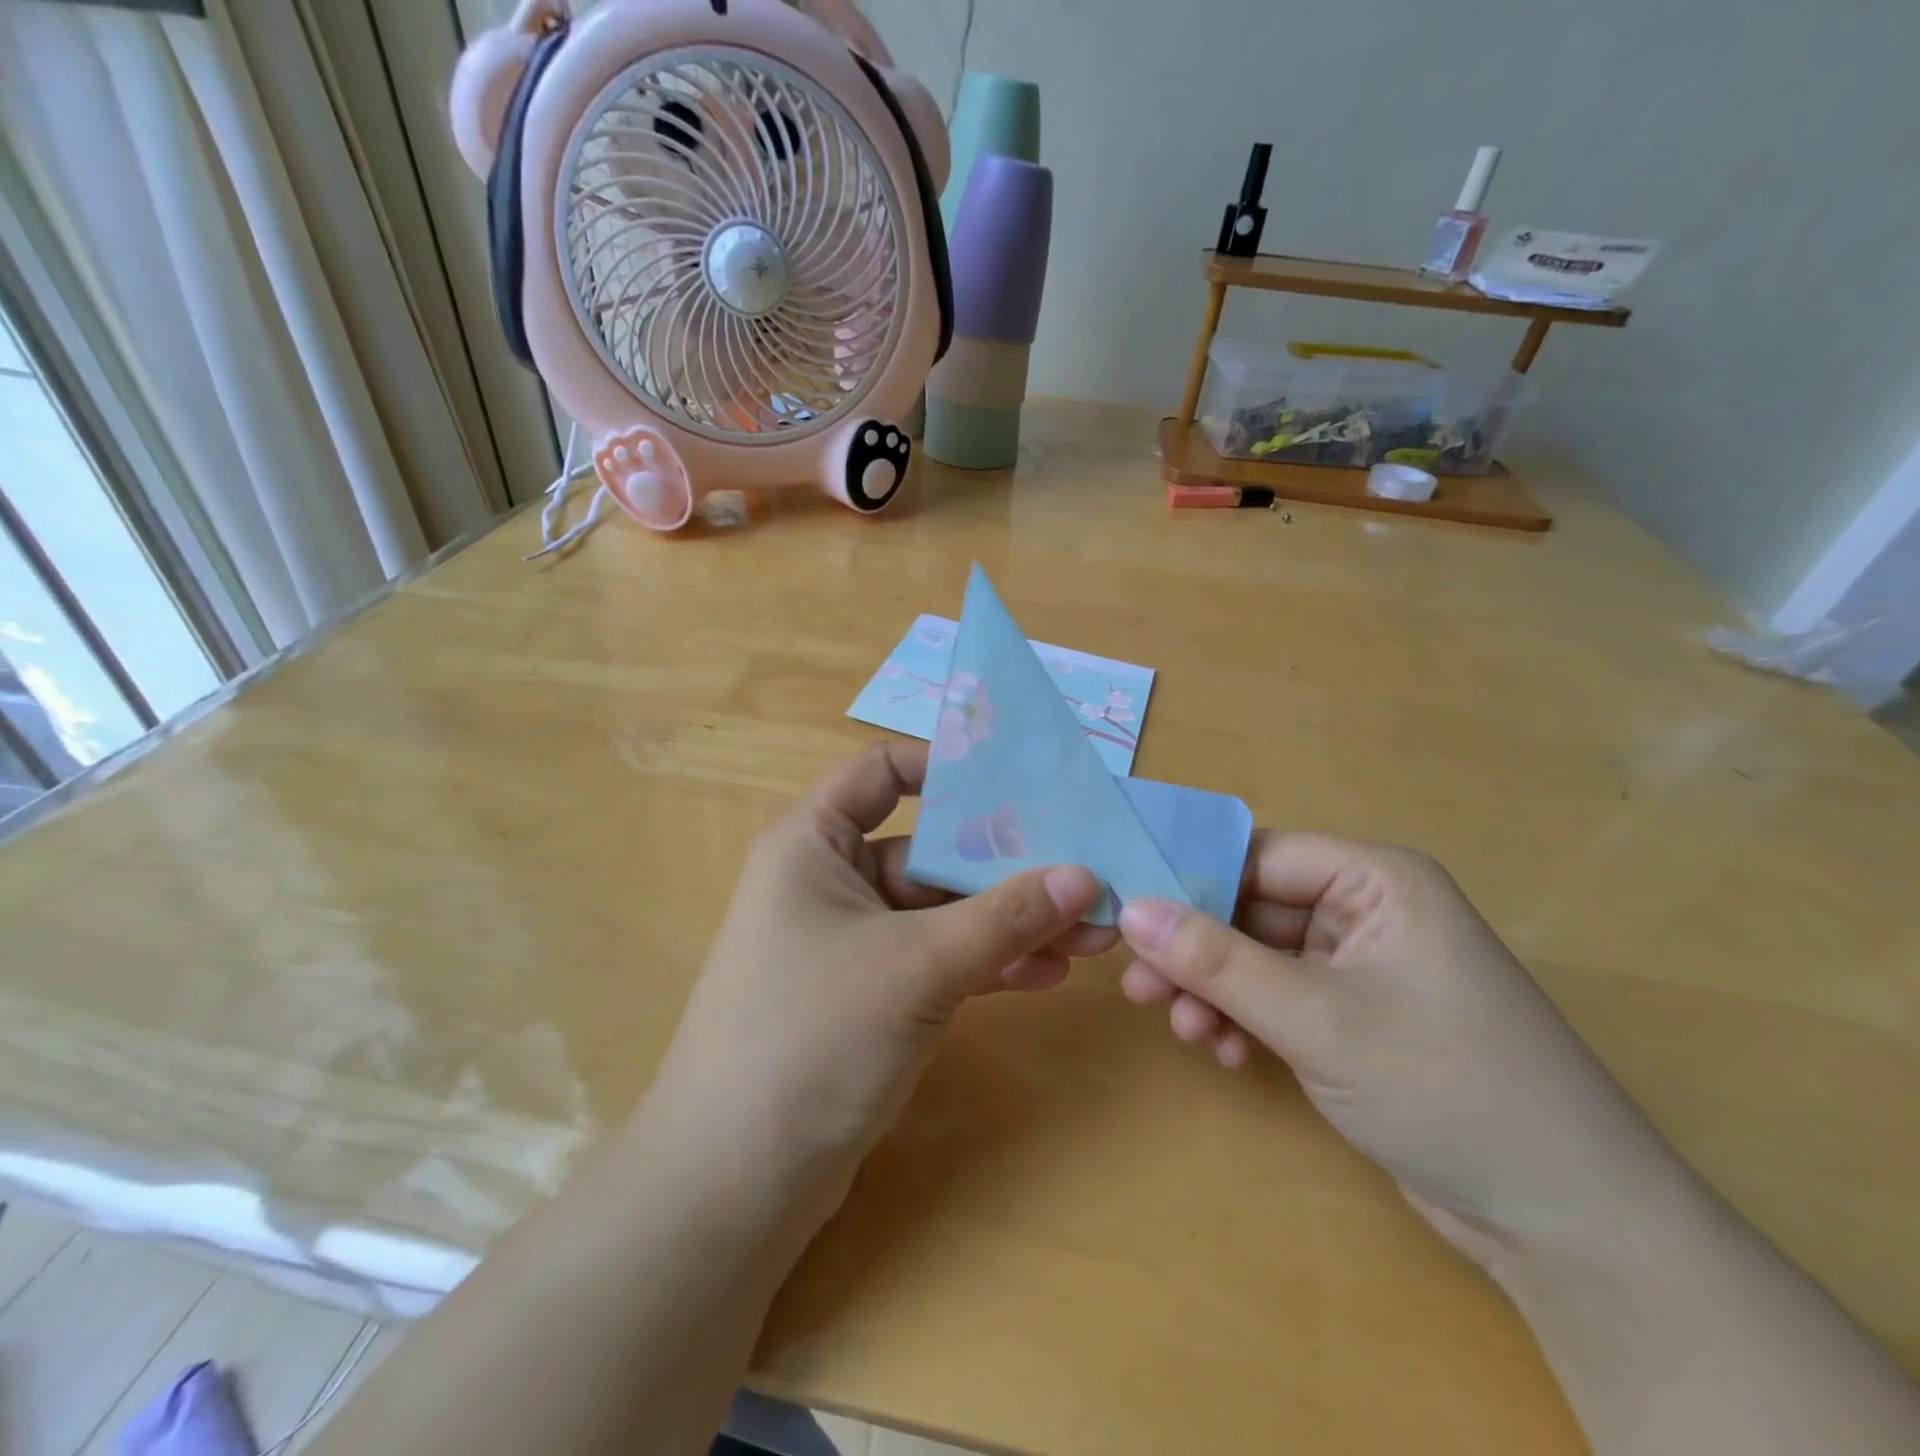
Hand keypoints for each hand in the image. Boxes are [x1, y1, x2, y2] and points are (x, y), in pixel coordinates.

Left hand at [647, 742, 1114, 1196]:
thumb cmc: (812, 1039)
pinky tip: (1046, 974)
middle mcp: (829, 880)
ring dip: (1010, 921)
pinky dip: (986, 962)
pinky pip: (936, 959)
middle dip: (1009, 866)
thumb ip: (1004, 916)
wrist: (735, 1188)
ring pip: (941, 911)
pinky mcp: (869, 997)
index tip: (1021, 782)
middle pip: (930, 849)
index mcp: (814, 842)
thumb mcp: (917, 965)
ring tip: (1090, 933)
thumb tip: (1085, 875)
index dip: (948, 768)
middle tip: (1088, 877)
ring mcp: (851, 942)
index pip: (882, 771)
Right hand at [1117, 833, 1683, 1269]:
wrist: (1567, 1224)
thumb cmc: (1446, 1087)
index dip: (1189, 880)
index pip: (1257, 855)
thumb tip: (1129, 910)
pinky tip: (1227, 1054)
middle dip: (1196, 951)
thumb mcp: (1316, 1019)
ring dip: (1216, 991)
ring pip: (1258, 957)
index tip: (1128, 913)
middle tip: (1139, 986)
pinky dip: (1246, 1019)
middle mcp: (1367, 910)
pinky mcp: (1356, 1017)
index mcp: (1375, 880)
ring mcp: (1361, 967)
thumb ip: (1216, 961)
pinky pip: (1279, 997)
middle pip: (1252, 909)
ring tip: (1185, 1031)